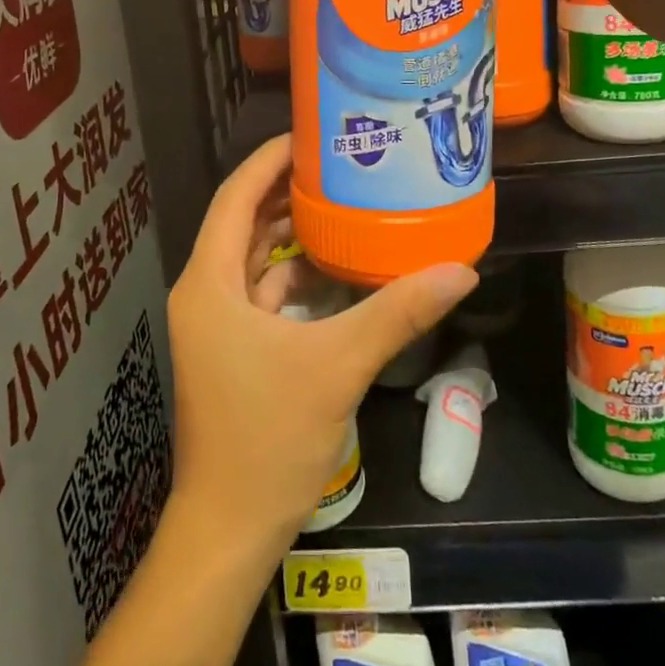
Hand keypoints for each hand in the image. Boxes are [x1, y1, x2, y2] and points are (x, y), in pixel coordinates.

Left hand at [166, 135, 477, 556]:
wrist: (228, 531)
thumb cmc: (267, 439)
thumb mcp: (337, 366)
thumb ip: (396, 312)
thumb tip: (460, 269)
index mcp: (210, 283)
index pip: (236, 197)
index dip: (270, 160)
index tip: (311, 134)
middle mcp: (204, 293)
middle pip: (244, 222)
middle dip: (286, 192)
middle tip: (339, 163)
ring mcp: (215, 324)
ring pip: (253, 260)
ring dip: (291, 235)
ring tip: (343, 203)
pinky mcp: (231, 351)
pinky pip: (260, 294)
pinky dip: (292, 276)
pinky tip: (335, 268)